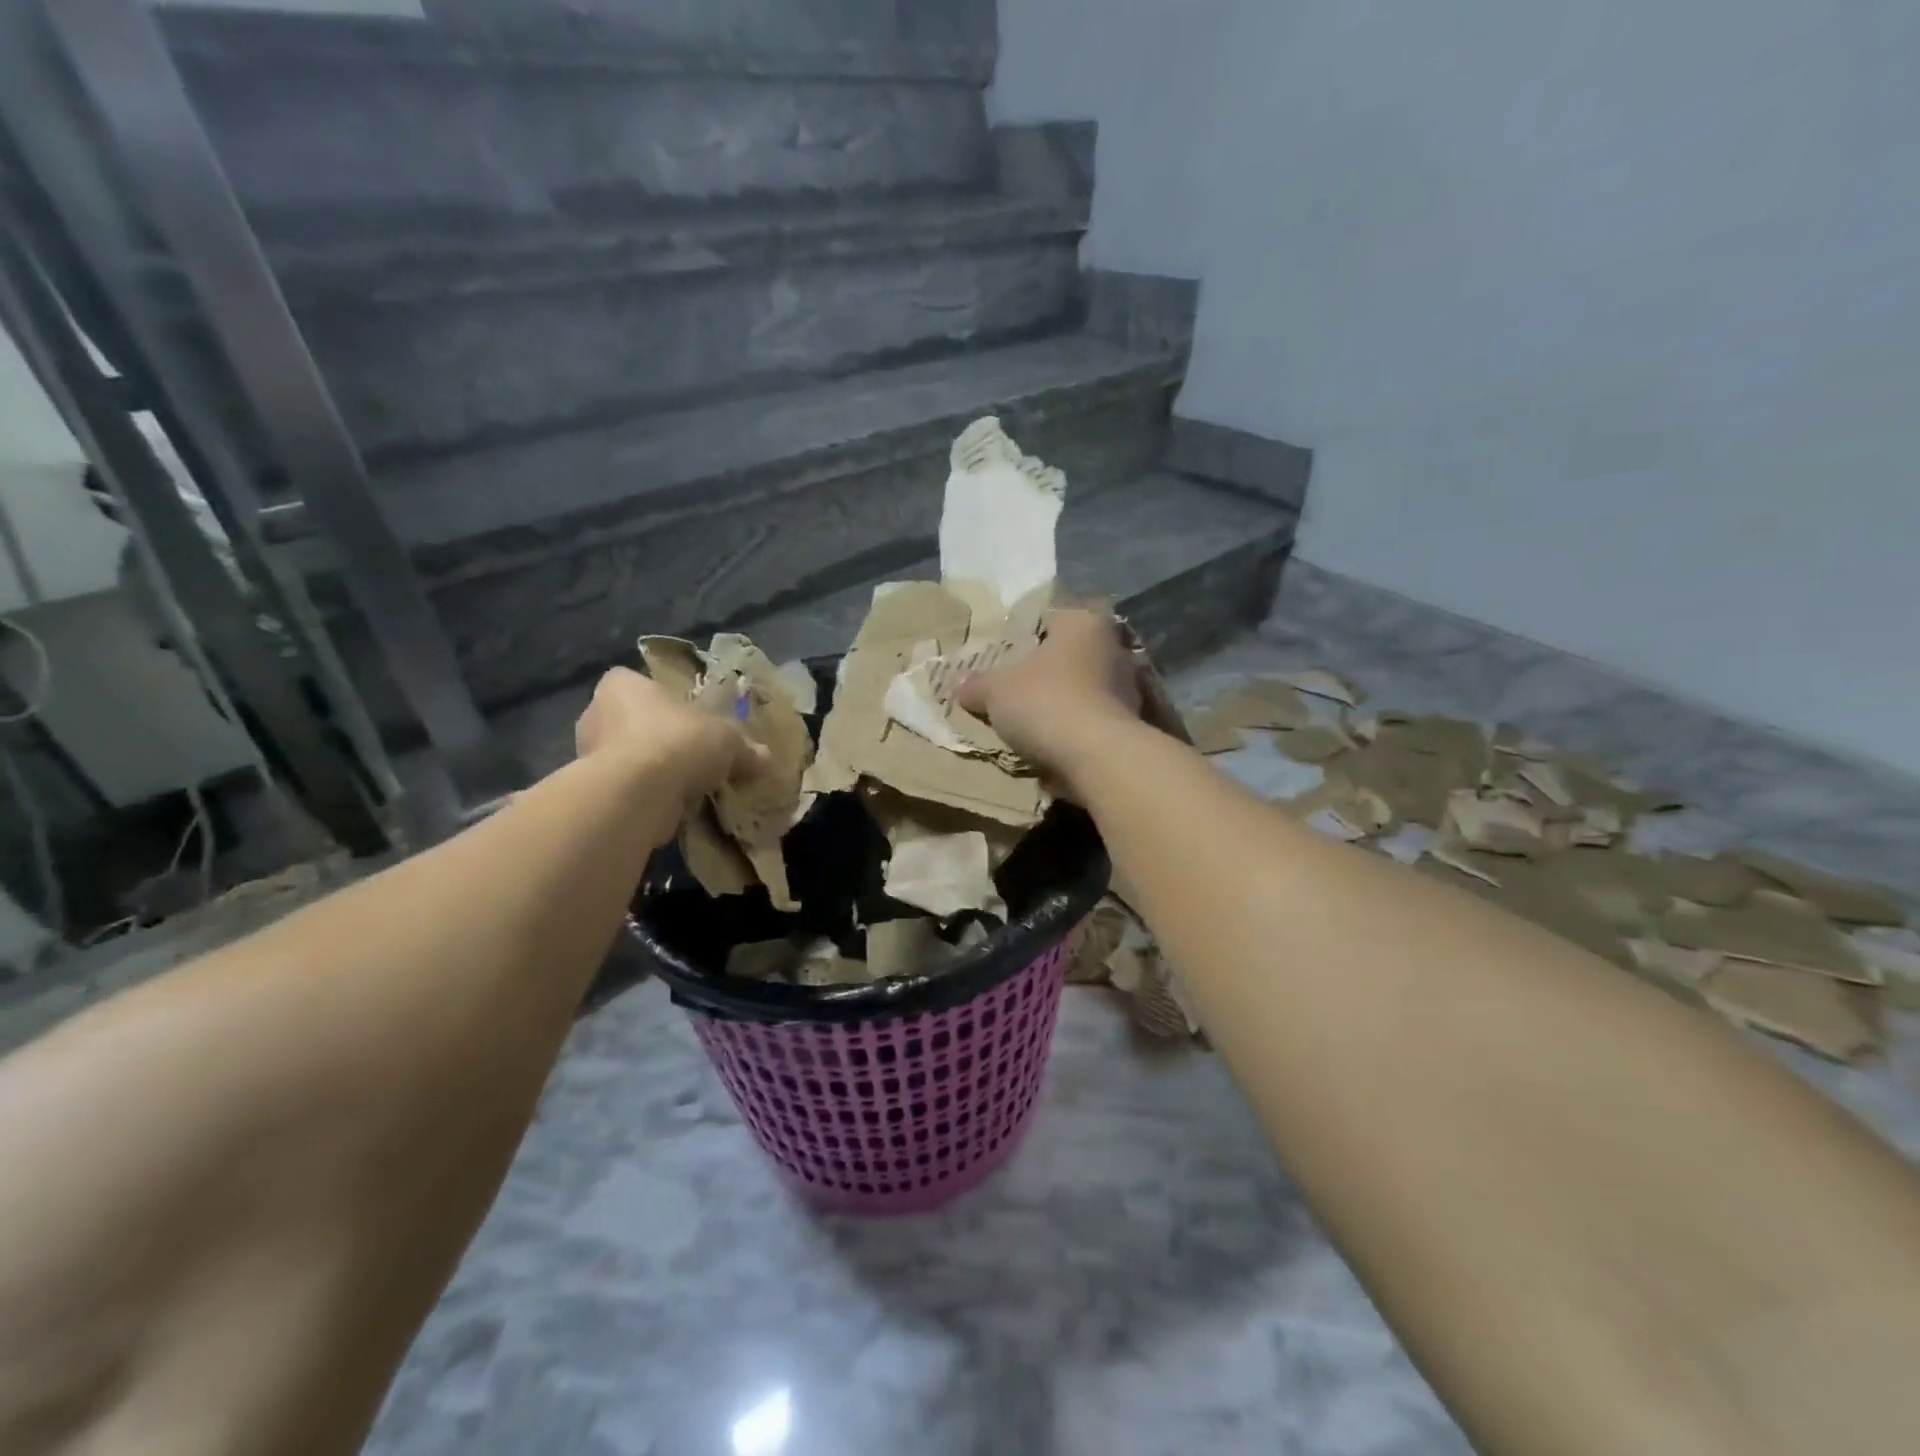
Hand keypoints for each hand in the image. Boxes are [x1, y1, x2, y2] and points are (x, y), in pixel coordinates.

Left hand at [575, 667, 763, 806]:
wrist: (637, 794)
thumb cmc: (678, 742)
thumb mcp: (727, 738)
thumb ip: (744, 747)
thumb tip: (764, 757)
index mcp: (622, 685)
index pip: (639, 684)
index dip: (666, 701)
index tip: (690, 720)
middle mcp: (595, 714)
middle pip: (633, 723)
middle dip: (660, 740)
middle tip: (694, 756)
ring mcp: (587, 756)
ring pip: (630, 759)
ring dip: (654, 772)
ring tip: (690, 787)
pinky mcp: (593, 793)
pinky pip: (627, 790)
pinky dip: (648, 798)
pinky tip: (675, 808)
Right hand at [959, 608, 1142, 789]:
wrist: (1098, 756)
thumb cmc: (1045, 703)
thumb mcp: (996, 692)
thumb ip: (977, 684)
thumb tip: (959, 684)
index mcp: (1082, 622)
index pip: (1051, 617)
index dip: (1025, 634)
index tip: (1006, 654)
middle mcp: (1113, 646)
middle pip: (1071, 654)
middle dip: (1047, 670)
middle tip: (1016, 687)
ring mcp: (1129, 686)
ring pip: (1086, 687)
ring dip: (1065, 701)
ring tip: (1034, 721)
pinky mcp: (1133, 722)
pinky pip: (1095, 719)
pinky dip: (1078, 728)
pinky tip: (1055, 743)